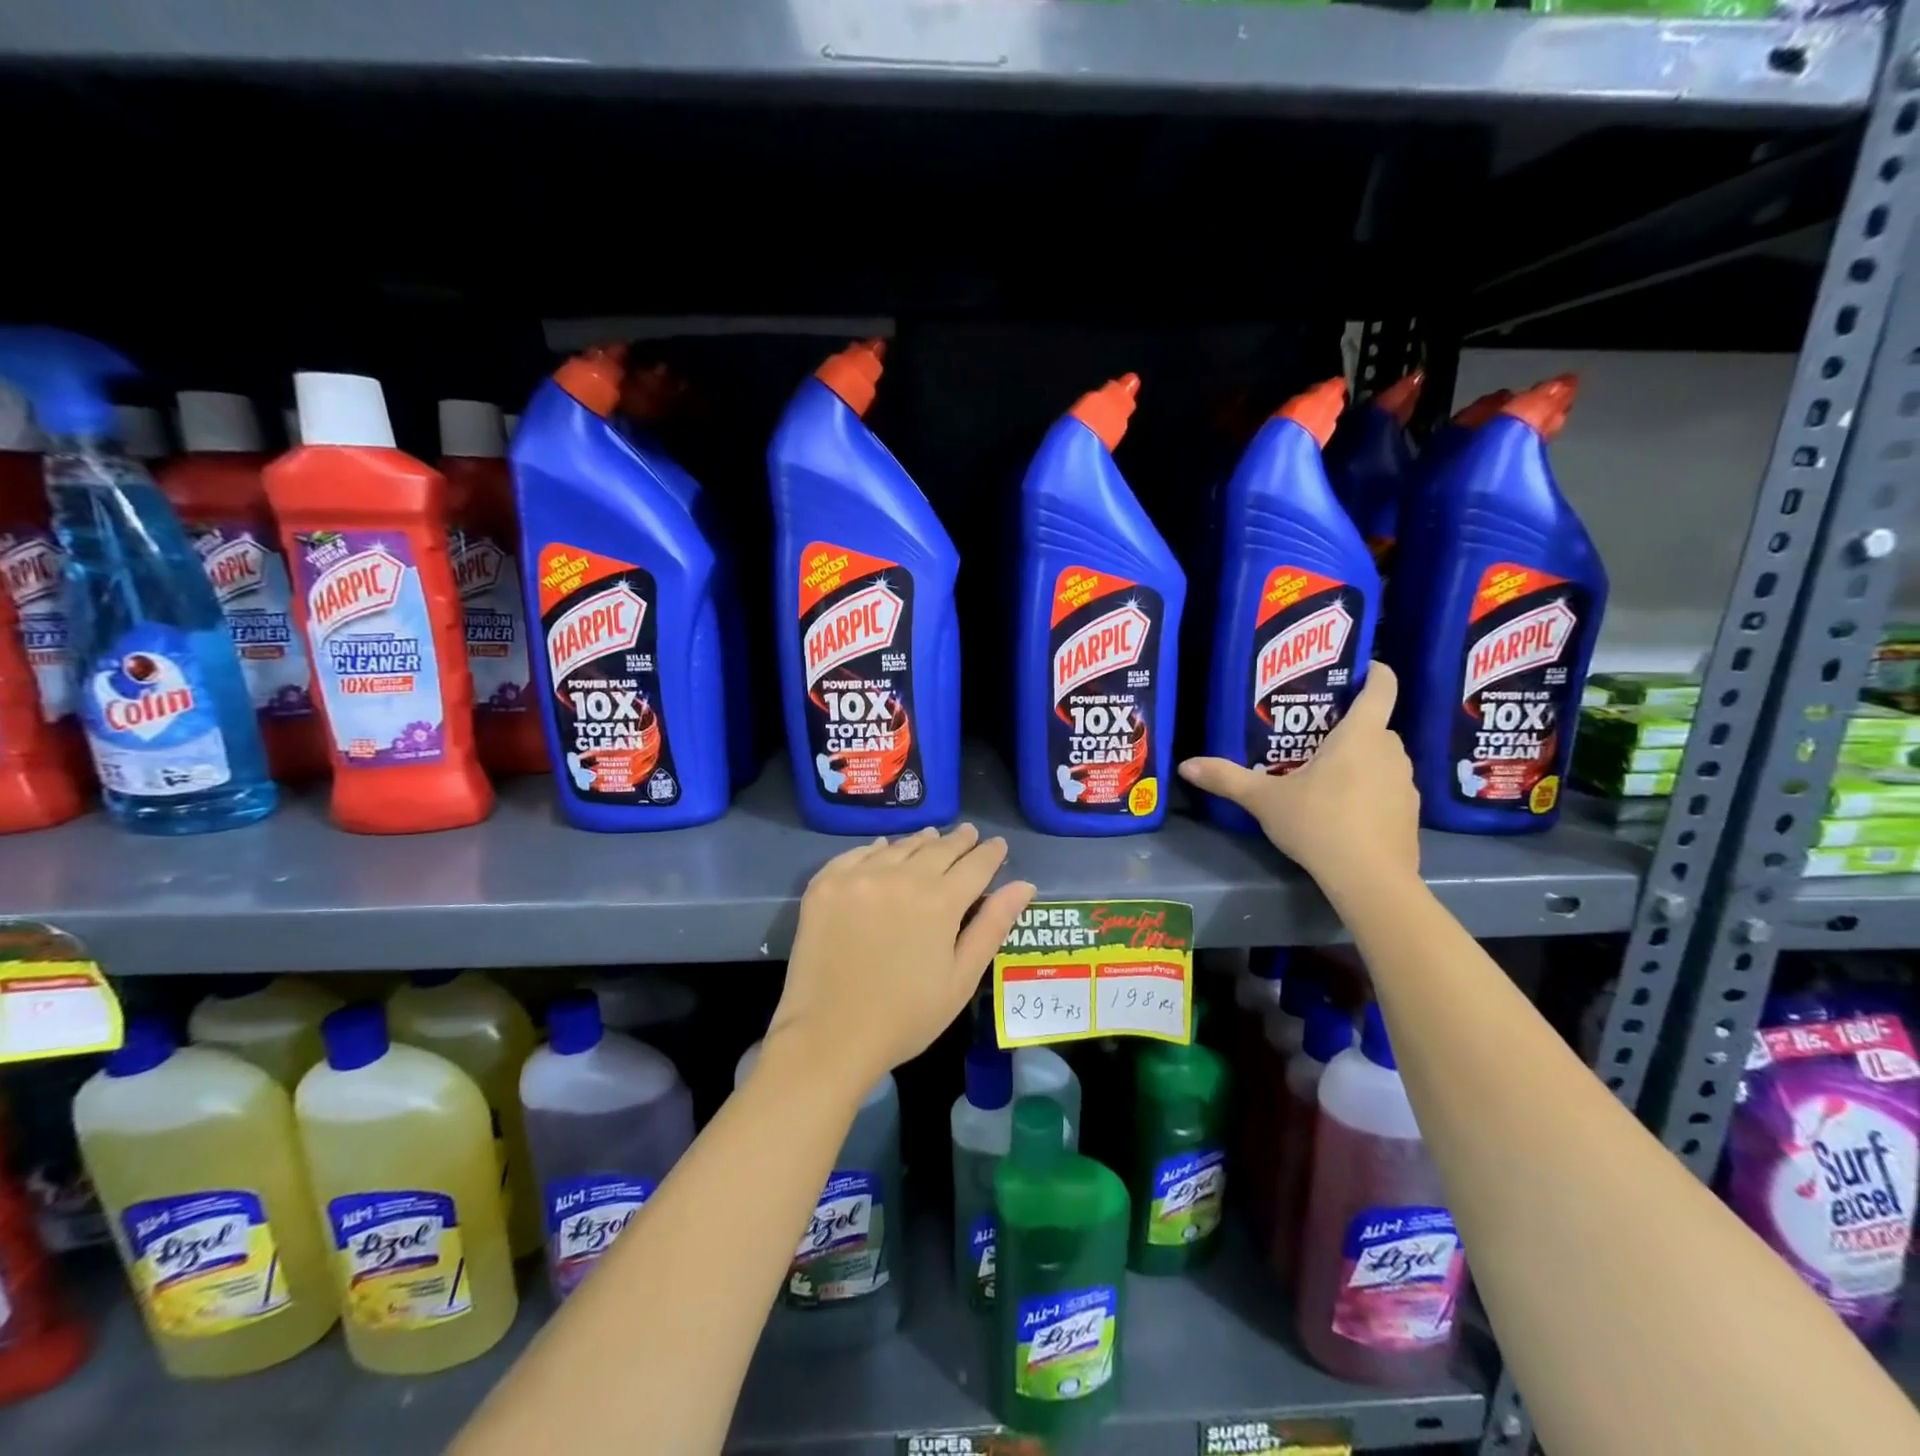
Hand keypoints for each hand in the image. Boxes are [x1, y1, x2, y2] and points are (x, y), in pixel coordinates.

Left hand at [766, 825, 1035, 1093]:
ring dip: (920, 841)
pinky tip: (884, 848)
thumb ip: (992, 926)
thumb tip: (1024, 885)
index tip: (998, 845)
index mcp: (940, 901)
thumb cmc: (906, 1017)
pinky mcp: (826, 885)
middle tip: (969, 833)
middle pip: (938, 848)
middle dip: (959, 841)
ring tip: (932, 836)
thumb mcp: (961, 978)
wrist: (829, 1037)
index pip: (975, 864)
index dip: (990, 853)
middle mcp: (901, 877)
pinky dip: (877, 849)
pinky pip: (857, 854)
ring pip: (899, 847)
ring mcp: (859, 877)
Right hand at [1177, 663, 1419, 893]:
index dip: (1375, 672)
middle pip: (1376, 726)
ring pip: (1383, 758)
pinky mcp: (1410, 814)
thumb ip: (1227, 778)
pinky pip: (1389, 788)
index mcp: (1360, 736)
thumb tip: (1185, 765)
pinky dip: (1371, 790)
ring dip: (1362, 760)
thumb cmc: (1319, 823)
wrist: (1370, 879)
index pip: (1381, 689)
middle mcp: (1390, 752)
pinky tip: (1345, 811)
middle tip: (1315, 735)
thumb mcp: (1264, 800)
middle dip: (1350, 727)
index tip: (1362, 667)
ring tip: (1327, 775)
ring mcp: (1405, 784)